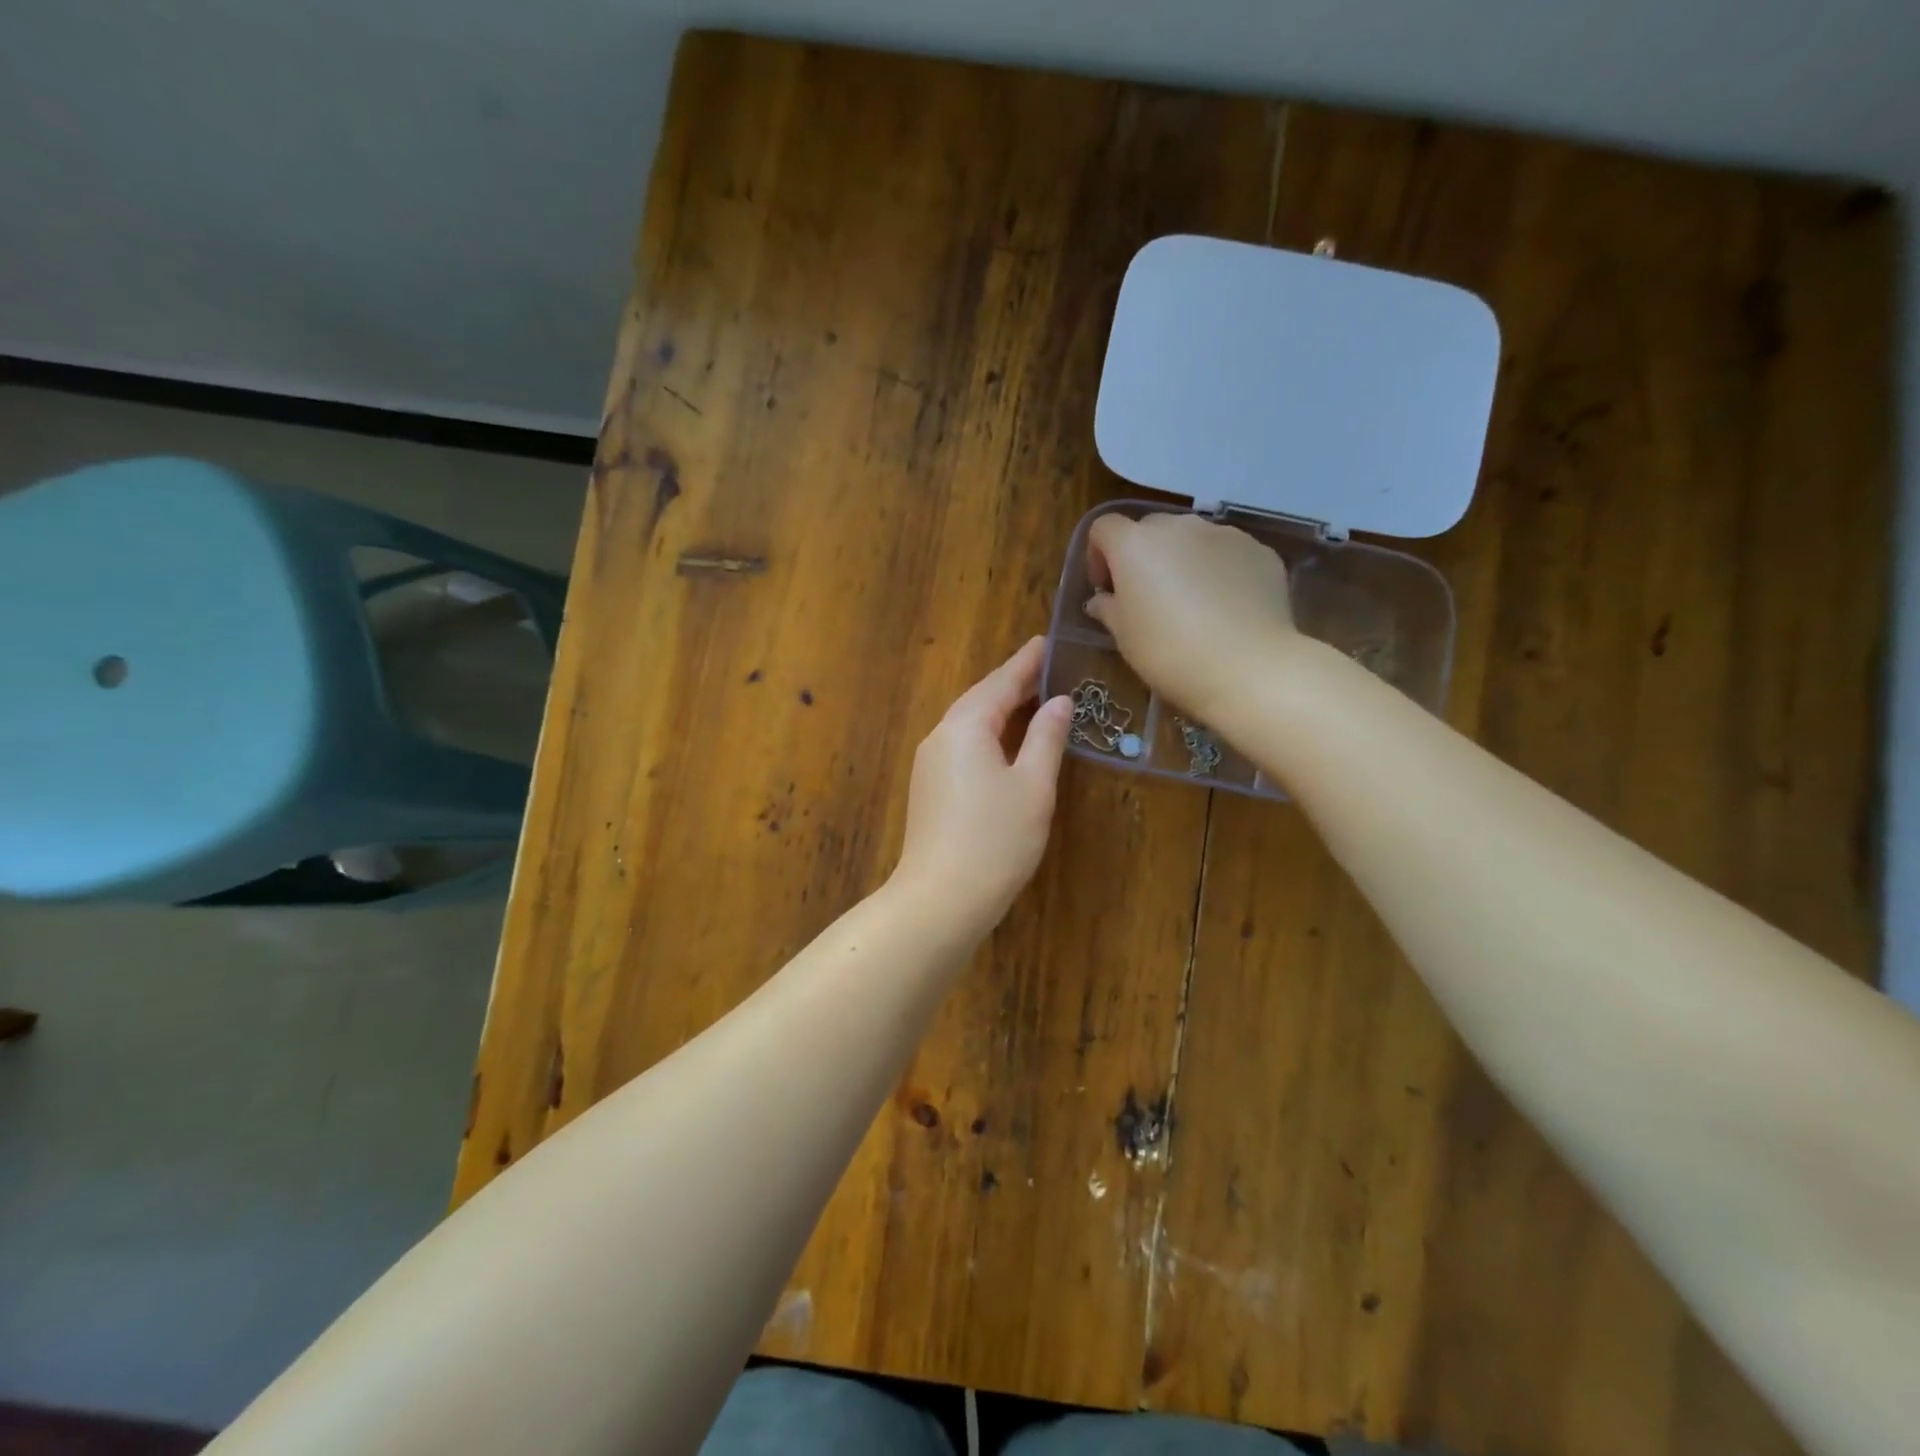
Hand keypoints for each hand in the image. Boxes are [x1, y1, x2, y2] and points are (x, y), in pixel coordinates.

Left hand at [892, 638, 1071, 938]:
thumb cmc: (996, 839)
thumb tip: (1059, 702)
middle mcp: (941, 736)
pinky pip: (962, 744)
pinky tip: (1005, 740)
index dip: (1027, 662)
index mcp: (965, 726)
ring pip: (969, 722)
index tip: (1047, 641)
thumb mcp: (1033, 786)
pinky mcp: (929, 787)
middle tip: (1046, 666)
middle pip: (981, 698)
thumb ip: (1046, 738)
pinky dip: (988, 732)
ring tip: (1032, 696)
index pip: (1001, 682)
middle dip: (1013, 682)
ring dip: (1000, 707)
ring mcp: (930, 763)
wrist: (940, 898)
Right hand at [1086, 512, 1297, 724]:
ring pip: (1192, 539)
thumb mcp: (1124, 636)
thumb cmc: (1169, 652)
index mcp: (1135, 544)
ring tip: (1191, 603)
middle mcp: (1179, 526)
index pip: (1104, 528)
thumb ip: (1108, 609)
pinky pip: (1227, 554)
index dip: (1098, 556)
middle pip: (1150, 530)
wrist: (1248, 667)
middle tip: (1146, 598)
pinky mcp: (1259, 551)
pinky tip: (1225, 608)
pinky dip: (1219, 571)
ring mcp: (1224, 534)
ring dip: (1182, 561)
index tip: (1106, 589)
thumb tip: (1102, 600)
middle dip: (1142, 557)